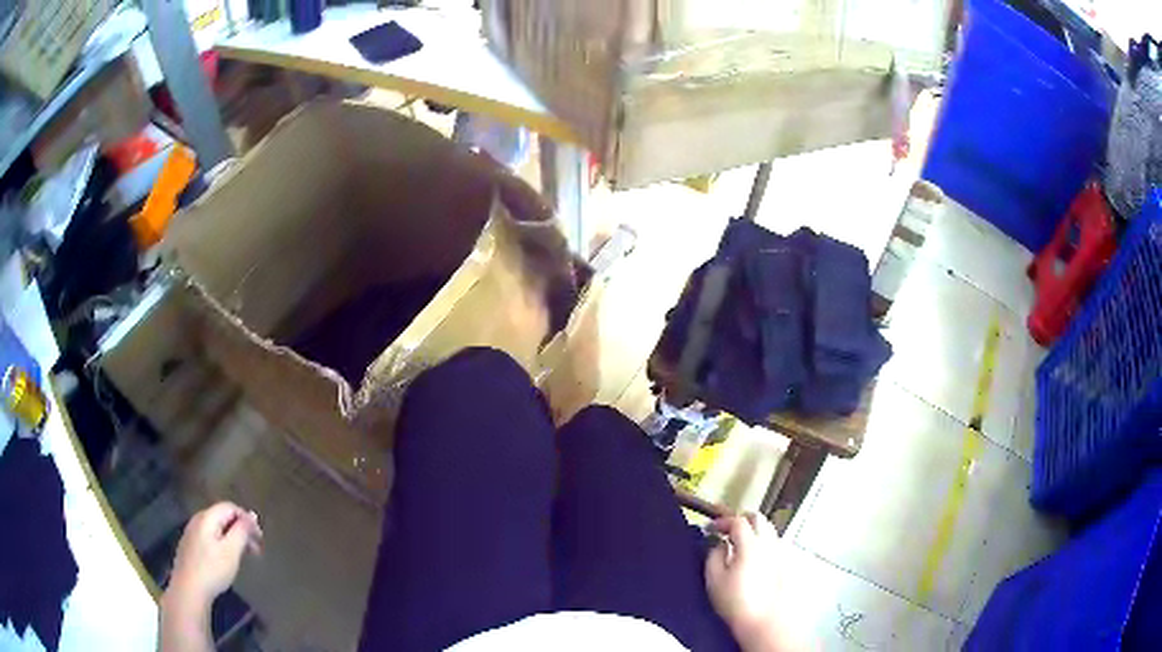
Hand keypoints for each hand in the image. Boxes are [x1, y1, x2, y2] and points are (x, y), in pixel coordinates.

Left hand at [162, 502, 260, 651]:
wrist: (189, 589)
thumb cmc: (212, 569)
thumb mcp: (232, 551)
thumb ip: (242, 531)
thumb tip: (252, 515)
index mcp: (207, 517)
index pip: (230, 507)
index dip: (247, 519)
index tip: (260, 538)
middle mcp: (197, 519)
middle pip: (223, 516)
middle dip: (241, 529)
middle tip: (256, 549)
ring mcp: (191, 532)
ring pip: (216, 527)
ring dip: (233, 537)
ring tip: (244, 555)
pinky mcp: (190, 546)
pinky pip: (210, 537)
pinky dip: (222, 543)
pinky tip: (226, 559)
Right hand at [705, 514, 804, 651]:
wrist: (762, 620)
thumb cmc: (735, 601)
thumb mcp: (714, 578)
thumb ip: (714, 554)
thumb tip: (718, 543)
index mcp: (750, 544)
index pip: (737, 521)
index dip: (722, 521)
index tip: (711, 529)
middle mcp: (768, 543)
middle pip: (758, 518)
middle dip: (741, 519)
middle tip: (726, 529)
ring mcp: (779, 552)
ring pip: (768, 528)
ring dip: (753, 529)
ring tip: (738, 542)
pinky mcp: (784, 564)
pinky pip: (773, 542)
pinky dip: (761, 541)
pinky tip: (751, 555)